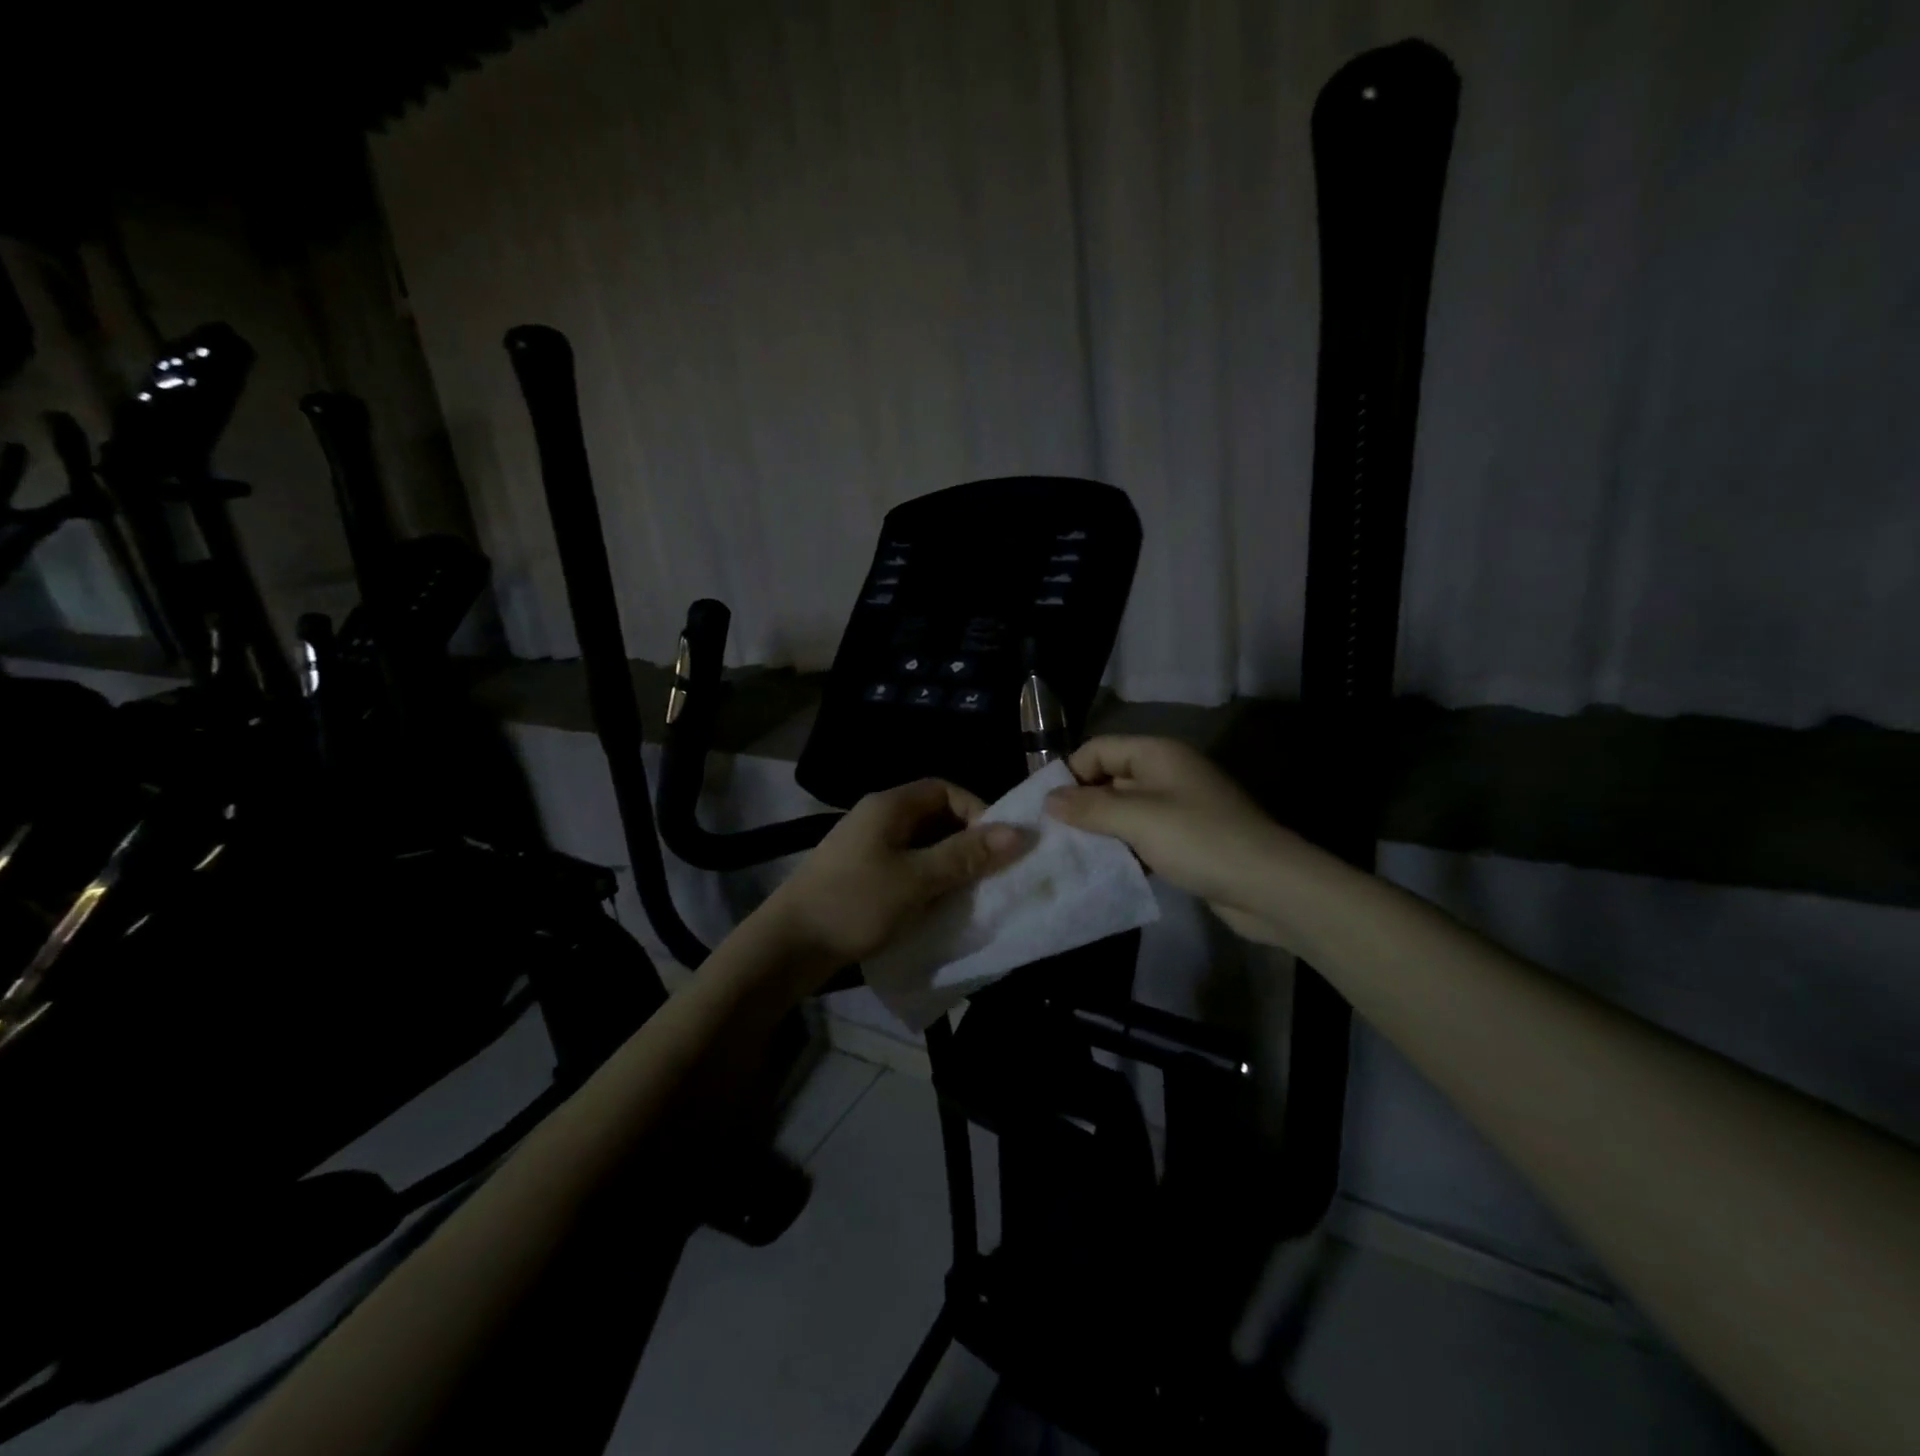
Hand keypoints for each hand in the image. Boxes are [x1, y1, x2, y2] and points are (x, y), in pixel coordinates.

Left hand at [760, 778, 1029, 978]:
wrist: (788, 945)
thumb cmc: (855, 903)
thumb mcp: (917, 880)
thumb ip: (966, 856)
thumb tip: (1018, 832)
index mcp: (889, 806)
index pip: (946, 790)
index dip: (977, 811)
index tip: (998, 846)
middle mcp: (878, 818)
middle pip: (935, 817)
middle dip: (966, 842)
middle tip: (990, 873)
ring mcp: (867, 847)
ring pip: (922, 845)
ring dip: (948, 865)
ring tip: (970, 893)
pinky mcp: (861, 875)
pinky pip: (906, 867)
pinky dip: (928, 881)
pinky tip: (938, 906)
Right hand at [1044, 736, 1298, 944]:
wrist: (1270, 886)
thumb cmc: (1199, 840)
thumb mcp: (1138, 819)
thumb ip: (1090, 807)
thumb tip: (1048, 799)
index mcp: (1156, 754)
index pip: (1098, 749)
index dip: (1070, 773)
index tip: (1045, 809)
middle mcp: (1166, 773)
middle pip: (1110, 778)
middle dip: (1081, 804)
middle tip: (1050, 837)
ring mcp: (1178, 808)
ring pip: (1124, 811)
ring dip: (1100, 830)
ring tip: (1069, 856)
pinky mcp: (1186, 840)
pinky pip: (1142, 836)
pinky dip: (1123, 848)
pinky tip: (1104, 869)